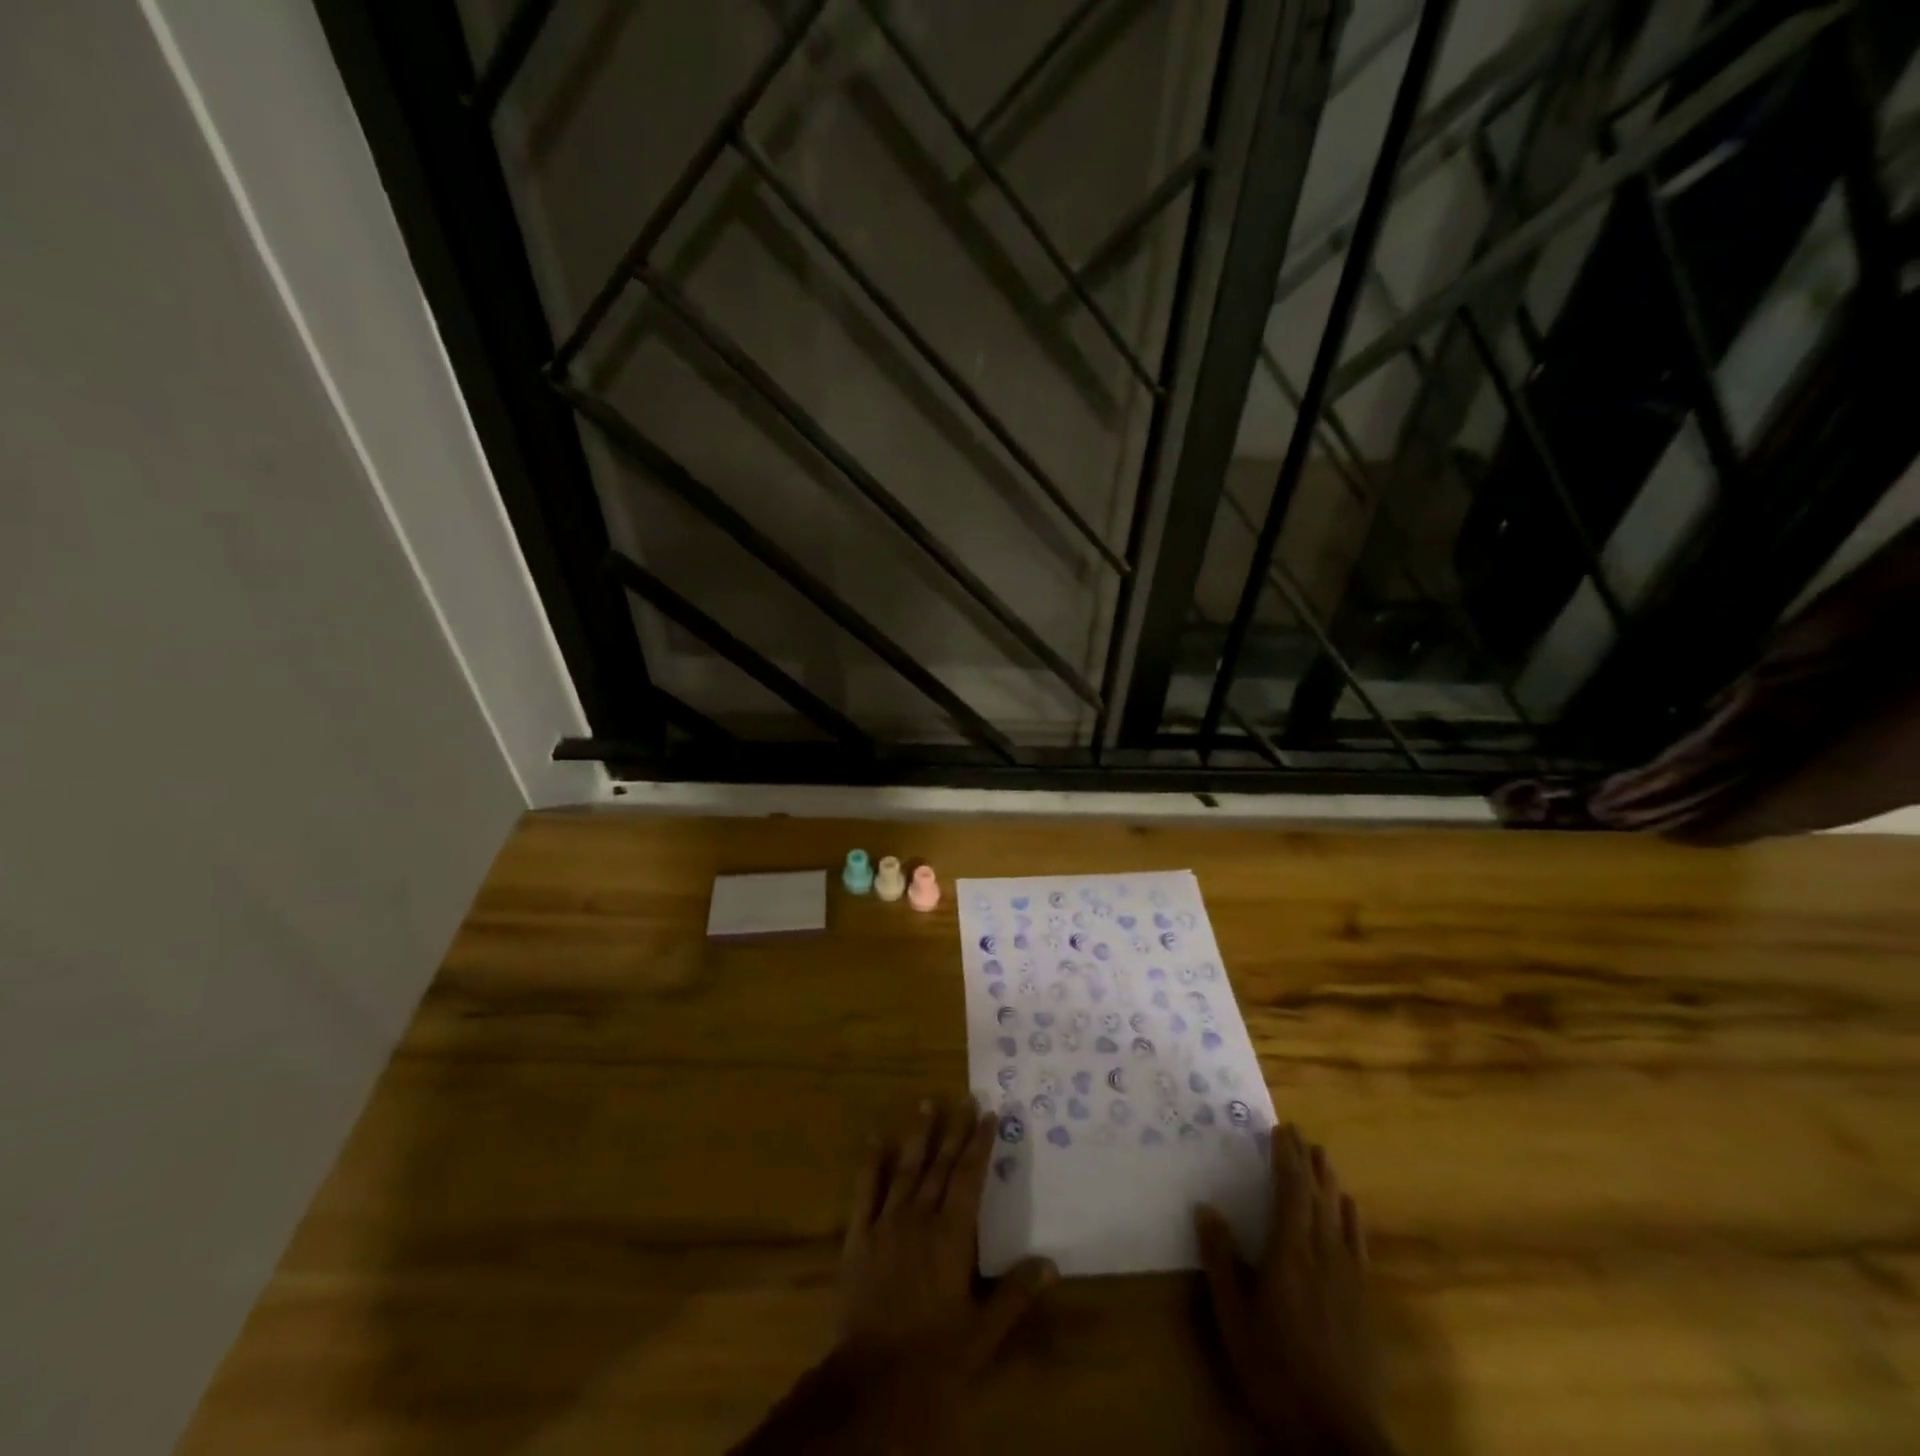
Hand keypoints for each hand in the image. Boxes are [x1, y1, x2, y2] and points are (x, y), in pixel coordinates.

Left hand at [833, 1098, 1056, 1437]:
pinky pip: (865, 1192)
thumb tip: (1051, 1263)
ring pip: (906, 1169)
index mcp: (952, 1235)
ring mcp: (886, 1224)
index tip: (988, 1114)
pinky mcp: (858, 1238)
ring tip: (927, 1104)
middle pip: (940, 1164)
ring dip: (919, 1135)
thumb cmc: (935, 1357)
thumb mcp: (984, 1332)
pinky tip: (877, 1139)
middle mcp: (920, 1218)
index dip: (979, 1144)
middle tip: (963, 1097)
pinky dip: (872, 1164)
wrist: (872, 1381)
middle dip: (954, 1130)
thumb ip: (1015, 1293)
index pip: (969, 1176)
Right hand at [1196, 1125, 1390, 1454]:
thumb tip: (1206, 1209)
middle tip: (1298, 1131)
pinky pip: (1358, 1244)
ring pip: (1340, 1214)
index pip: (1290, 1191)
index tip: (1279, 1128)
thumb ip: (1221, 1261)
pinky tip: (1350, 1208)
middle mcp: (1323, 1254)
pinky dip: (1352, 1218)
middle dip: (1307, 1160)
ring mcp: (1348, 1277)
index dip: (1285, 1157)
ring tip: (1322, 1154)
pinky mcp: (1362, 1299)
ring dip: (1330, 1181)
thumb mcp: (1234, 1317)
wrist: (1335, 1433)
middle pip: (1318, 1195)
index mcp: (1290, 1253)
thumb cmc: (1274, 1370)